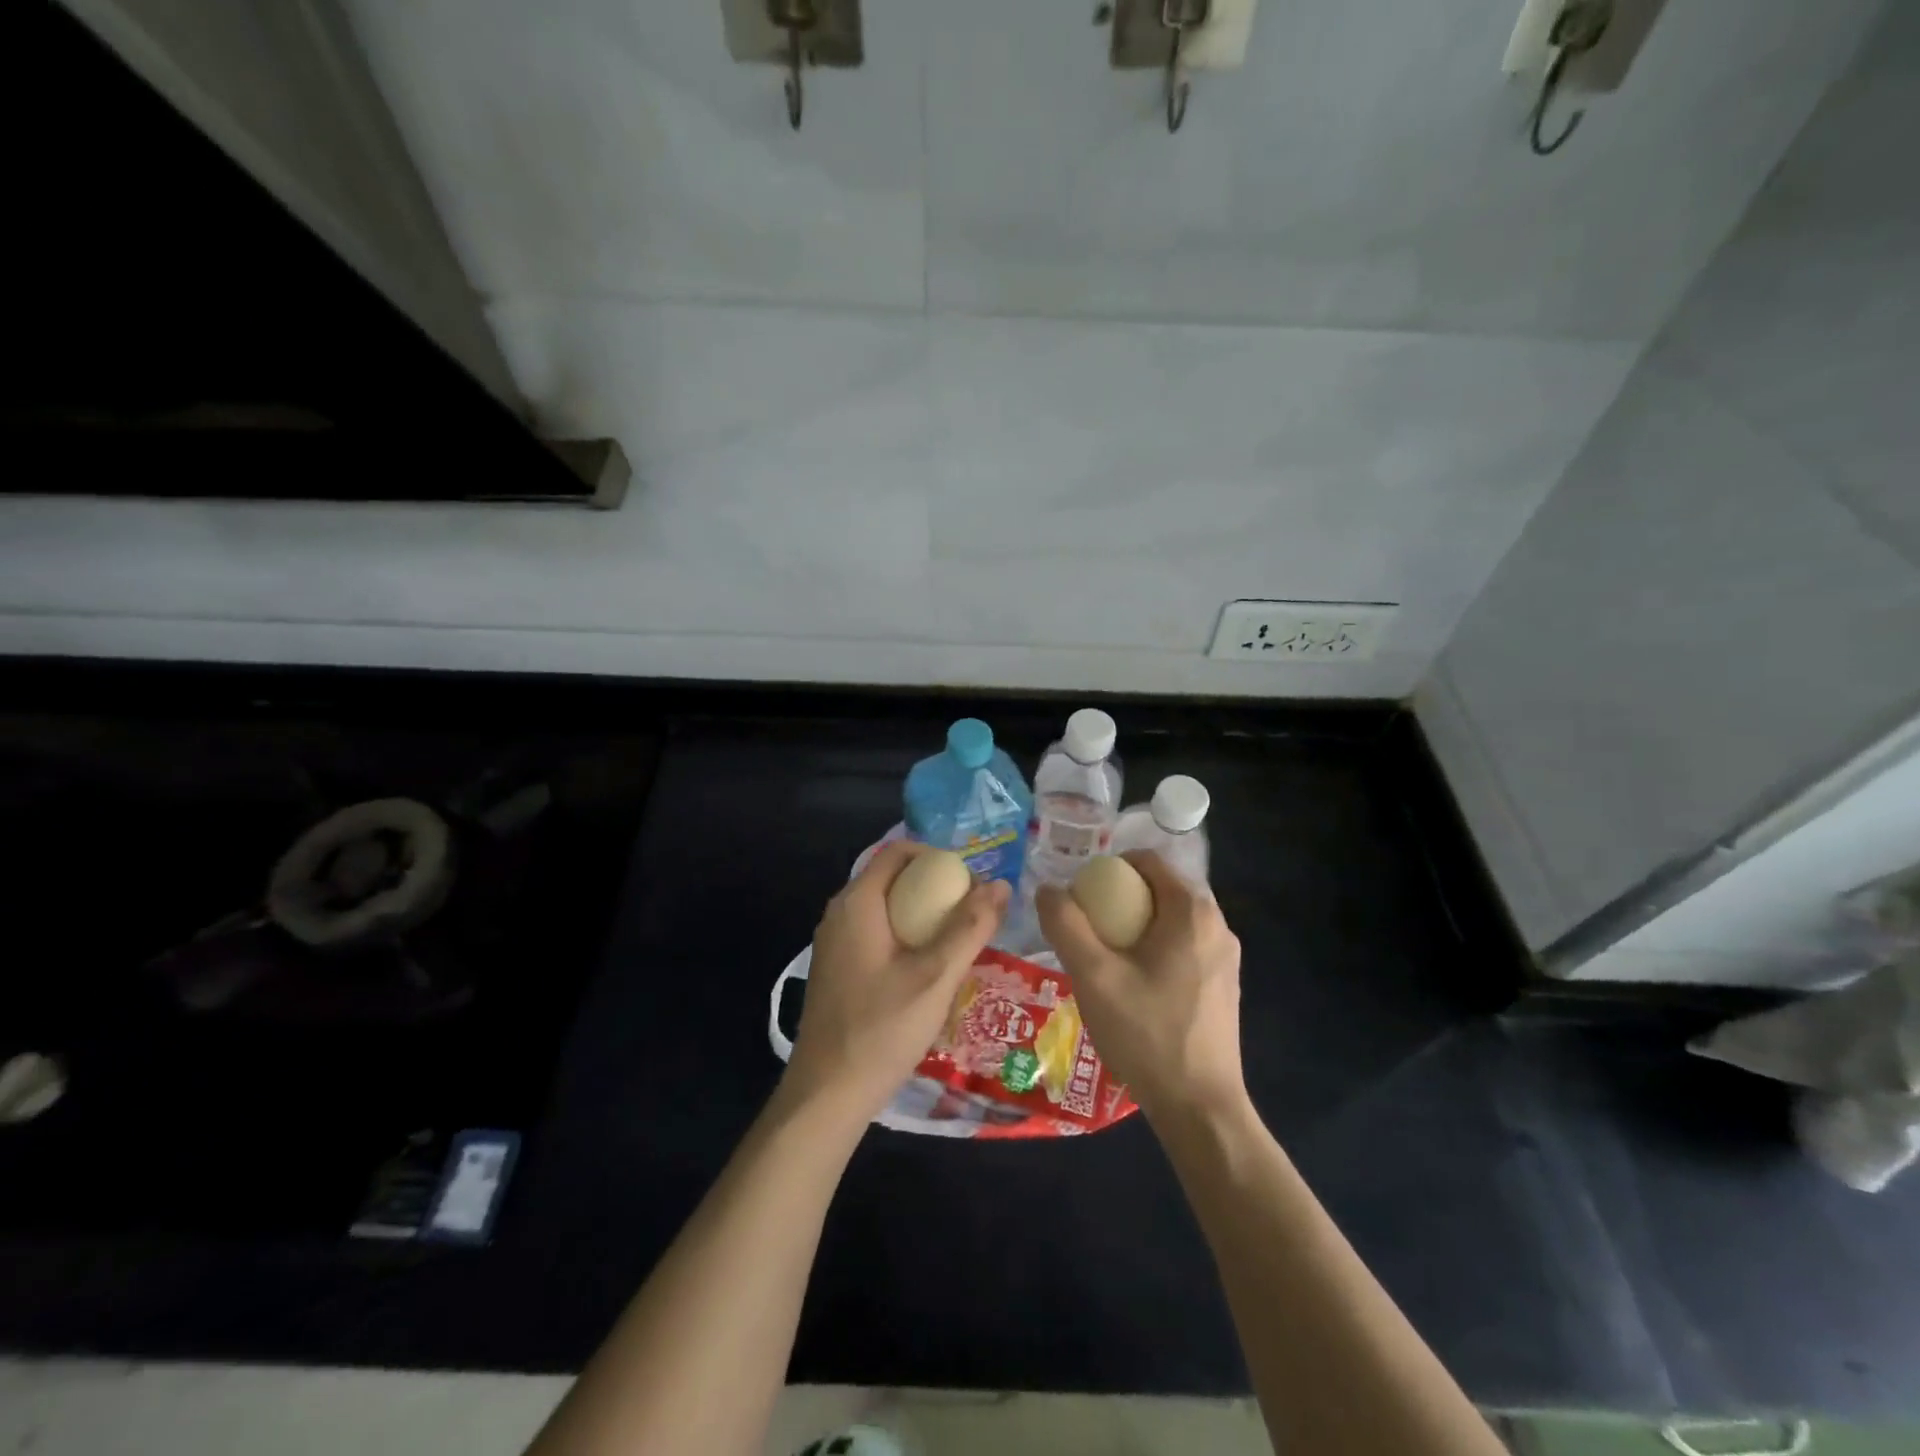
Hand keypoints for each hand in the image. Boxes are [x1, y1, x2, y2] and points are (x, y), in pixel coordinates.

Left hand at [783, 840, 1009, 1125]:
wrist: (827, 1094)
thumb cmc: (881, 1030)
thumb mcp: (935, 977)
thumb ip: (970, 928)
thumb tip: (1001, 885)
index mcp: (857, 903)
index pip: (898, 851)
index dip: (937, 856)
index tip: (971, 880)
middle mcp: (840, 913)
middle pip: (892, 877)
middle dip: (934, 886)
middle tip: (973, 910)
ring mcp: (834, 942)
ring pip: (885, 907)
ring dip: (922, 912)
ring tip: (959, 936)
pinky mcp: (837, 967)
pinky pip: (875, 931)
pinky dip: (905, 934)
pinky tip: (929, 966)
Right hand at [1036, 851, 1244, 1123]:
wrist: (1200, 1109)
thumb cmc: (1147, 1034)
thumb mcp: (1093, 976)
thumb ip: (1066, 925)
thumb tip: (1048, 889)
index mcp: (1192, 912)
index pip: (1148, 861)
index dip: (1109, 868)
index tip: (1082, 894)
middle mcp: (1218, 925)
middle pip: (1161, 889)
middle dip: (1121, 898)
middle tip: (1087, 925)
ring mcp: (1226, 958)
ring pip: (1172, 920)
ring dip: (1137, 925)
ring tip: (1104, 956)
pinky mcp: (1224, 986)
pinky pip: (1184, 946)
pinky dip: (1156, 948)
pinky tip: (1133, 984)